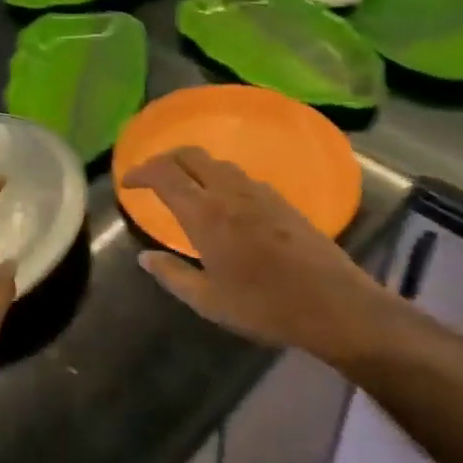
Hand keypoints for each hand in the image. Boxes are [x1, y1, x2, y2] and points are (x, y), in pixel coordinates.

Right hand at [121, 146, 380, 355]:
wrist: (334, 305)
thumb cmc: (265, 307)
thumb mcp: (208, 302)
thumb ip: (172, 275)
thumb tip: (145, 256)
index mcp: (206, 215)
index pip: (164, 174)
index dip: (141, 172)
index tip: (127, 183)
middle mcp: (230, 193)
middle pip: (190, 155)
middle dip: (165, 159)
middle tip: (151, 177)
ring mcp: (259, 192)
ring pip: (217, 163)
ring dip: (193, 167)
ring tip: (184, 188)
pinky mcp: (281, 200)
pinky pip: (240, 176)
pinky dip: (218, 178)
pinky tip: (223, 203)